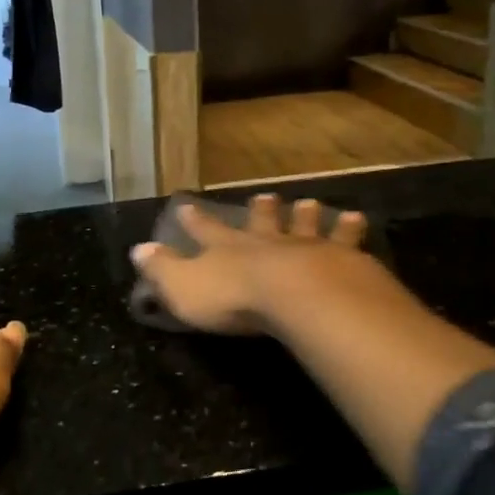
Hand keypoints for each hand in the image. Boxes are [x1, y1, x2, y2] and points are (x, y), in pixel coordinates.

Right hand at [130, 195, 376, 335]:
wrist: (297, 296)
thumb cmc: (234, 297)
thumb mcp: (183, 287)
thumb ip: (161, 269)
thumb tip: (137, 249)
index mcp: (227, 249)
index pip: (205, 230)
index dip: (195, 220)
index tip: (186, 205)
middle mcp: (266, 242)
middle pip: (262, 222)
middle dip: (260, 211)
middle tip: (265, 197)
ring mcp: (306, 248)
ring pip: (304, 224)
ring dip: (305, 215)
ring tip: (310, 203)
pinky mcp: (342, 260)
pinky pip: (347, 240)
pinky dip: (350, 230)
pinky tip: (357, 221)